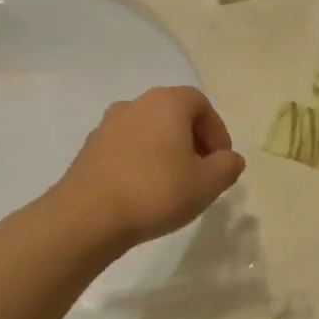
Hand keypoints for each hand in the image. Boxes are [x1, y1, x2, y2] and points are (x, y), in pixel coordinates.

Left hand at [56, 86, 246, 248]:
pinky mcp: (89, 148)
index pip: (200, 104)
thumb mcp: (207, 184)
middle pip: (173, 114)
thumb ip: (227, 166)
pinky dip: (141, 161)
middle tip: (201, 172)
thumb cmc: (156, 191)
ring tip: (173, 184)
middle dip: (192, 140)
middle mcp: (136, 104)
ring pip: (148, 130)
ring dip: (165, 150)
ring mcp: (108, 125)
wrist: (88, 216)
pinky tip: (143, 191)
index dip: (217, 131)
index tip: (221, 161)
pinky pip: (126, 147)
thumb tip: (229, 158)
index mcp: (166, 103)